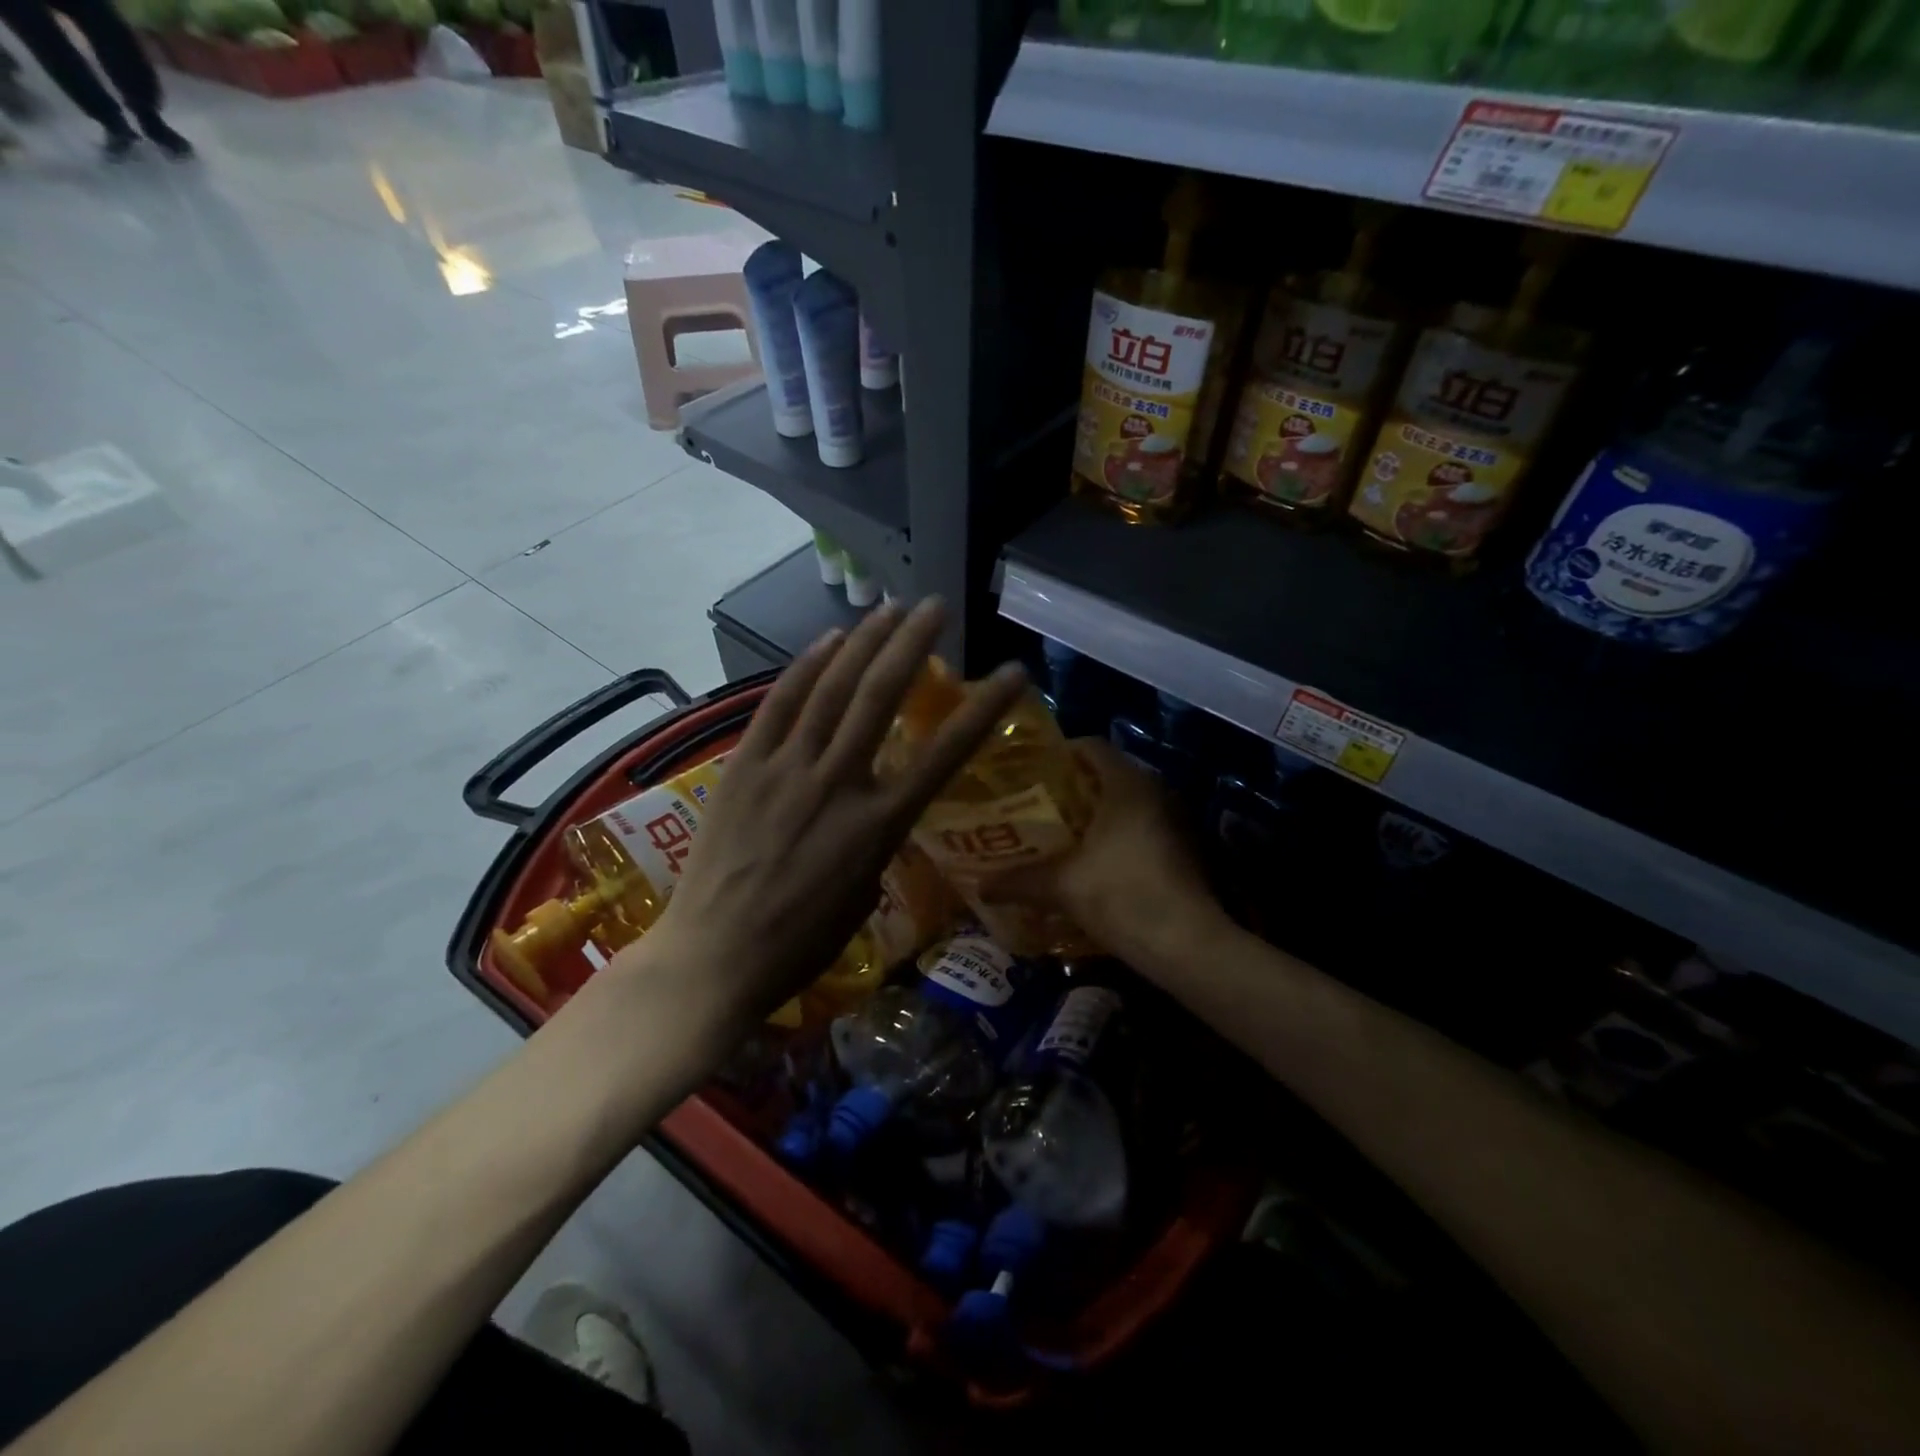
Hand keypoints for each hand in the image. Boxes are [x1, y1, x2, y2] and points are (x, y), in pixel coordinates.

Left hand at [611, 598, 1026, 1033]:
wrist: (714, 957)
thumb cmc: (799, 944)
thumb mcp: (864, 897)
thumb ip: (879, 842)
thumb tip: (879, 809)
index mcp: (878, 825)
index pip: (944, 754)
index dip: (983, 709)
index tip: (1010, 673)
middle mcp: (837, 783)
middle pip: (880, 697)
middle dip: (912, 644)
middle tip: (935, 606)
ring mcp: (786, 769)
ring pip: (832, 690)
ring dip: (863, 642)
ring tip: (889, 607)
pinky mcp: (745, 766)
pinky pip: (779, 705)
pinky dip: (805, 668)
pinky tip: (828, 640)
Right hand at [982, 738, 1226, 971]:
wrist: (1187, 946)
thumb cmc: (1122, 897)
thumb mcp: (1062, 887)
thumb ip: (1019, 881)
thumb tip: (979, 886)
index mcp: (1127, 784)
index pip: (1090, 746)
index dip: (1059, 754)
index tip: (1029, 772)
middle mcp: (1155, 791)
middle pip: (1107, 775)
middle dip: (1071, 789)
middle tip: (1035, 805)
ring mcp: (1174, 820)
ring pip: (1126, 804)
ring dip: (1094, 816)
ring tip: (1057, 834)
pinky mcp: (1184, 848)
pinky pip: (1141, 827)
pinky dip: (1116, 836)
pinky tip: (1091, 861)